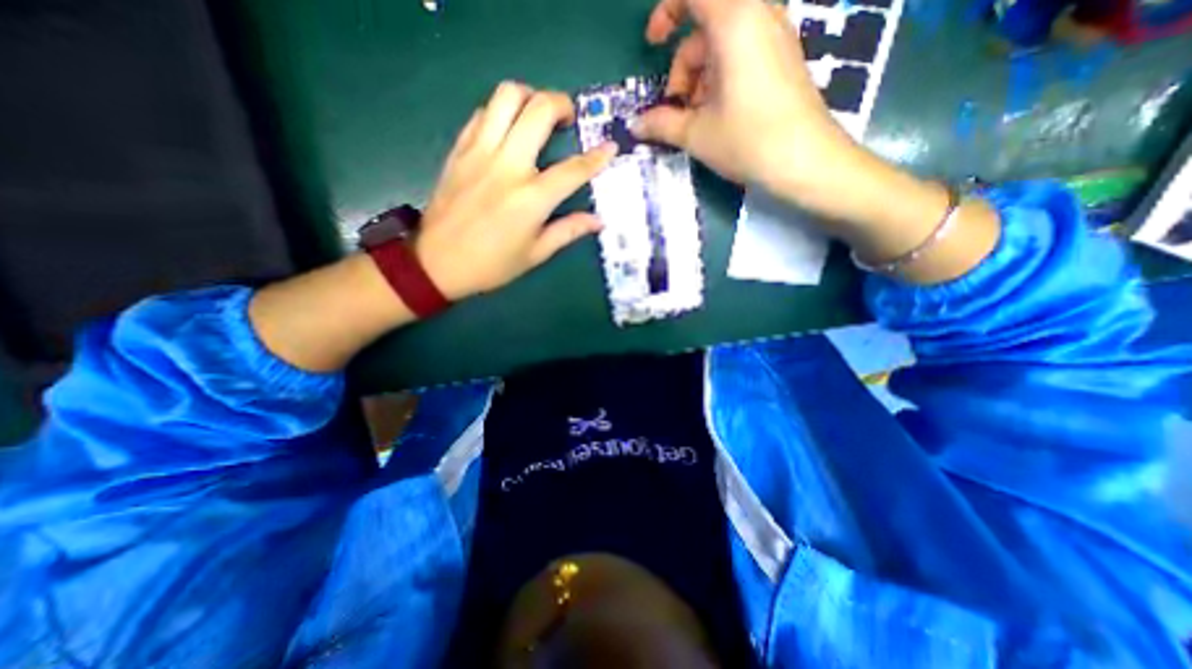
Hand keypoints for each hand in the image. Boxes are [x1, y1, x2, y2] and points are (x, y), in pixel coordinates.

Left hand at [415, 81, 614, 300]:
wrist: (436, 262)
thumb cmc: (492, 264)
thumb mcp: (535, 254)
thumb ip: (568, 231)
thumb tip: (598, 221)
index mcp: (531, 198)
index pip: (573, 169)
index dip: (597, 157)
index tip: (610, 147)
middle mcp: (507, 166)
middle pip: (538, 110)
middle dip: (562, 104)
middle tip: (569, 119)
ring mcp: (479, 152)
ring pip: (506, 97)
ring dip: (529, 97)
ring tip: (537, 115)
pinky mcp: (459, 149)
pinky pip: (482, 113)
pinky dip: (501, 112)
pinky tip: (508, 130)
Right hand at [628, 1, 860, 196]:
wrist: (805, 161)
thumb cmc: (748, 140)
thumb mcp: (696, 134)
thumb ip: (661, 124)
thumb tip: (635, 126)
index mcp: (734, 21)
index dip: (667, 12)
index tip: (654, 44)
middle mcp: (758, 17)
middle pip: (705, 27)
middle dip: (683, 68)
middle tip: (677, 109)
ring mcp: (774, 38)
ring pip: (722, 45)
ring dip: (700, 79)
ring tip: (697, 120)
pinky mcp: (782, 59)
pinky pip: (742, 55)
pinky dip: (721, 79)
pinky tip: (718, 115)